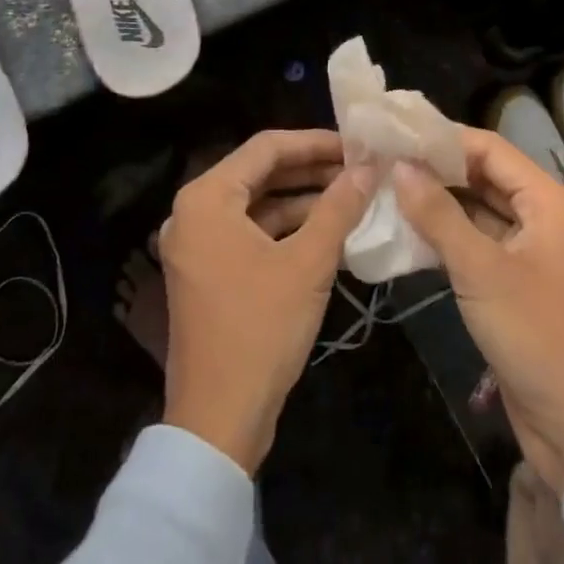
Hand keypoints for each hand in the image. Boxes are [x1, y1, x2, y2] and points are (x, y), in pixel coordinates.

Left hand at [159, 129, 380, 473]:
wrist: (218, 421)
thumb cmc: (260, 330)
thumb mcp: (308, 263)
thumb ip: (338, 207)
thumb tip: (368, 166)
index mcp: (207, 198)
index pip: (266, 147)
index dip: (314, 142)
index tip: (357, 145)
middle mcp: (194, 212)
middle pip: (260, 173)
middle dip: (311, 170)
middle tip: (359, 169)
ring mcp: (198, 244)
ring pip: (257, 204)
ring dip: (302, 199)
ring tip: (352, 196)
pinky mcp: (208, 271)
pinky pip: (249, 232)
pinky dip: (286, 228)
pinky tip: (326, 230)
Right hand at [393, 127, 563, 493]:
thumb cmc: (536, 336)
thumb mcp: (481, 271)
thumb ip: (439, 215)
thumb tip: (401, 167)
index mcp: (550, 203)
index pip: (492, 150)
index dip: (446, 140)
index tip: (400, 136)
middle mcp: (545, 219)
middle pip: (487, 178)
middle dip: (440, 170)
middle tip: (387, 162)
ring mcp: (534, 253)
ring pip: (482, 212)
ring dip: (442, 204)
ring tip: (390, 190)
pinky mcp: (521, 284)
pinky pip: (482, 245)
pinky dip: (451, 236)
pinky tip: (412, 233)